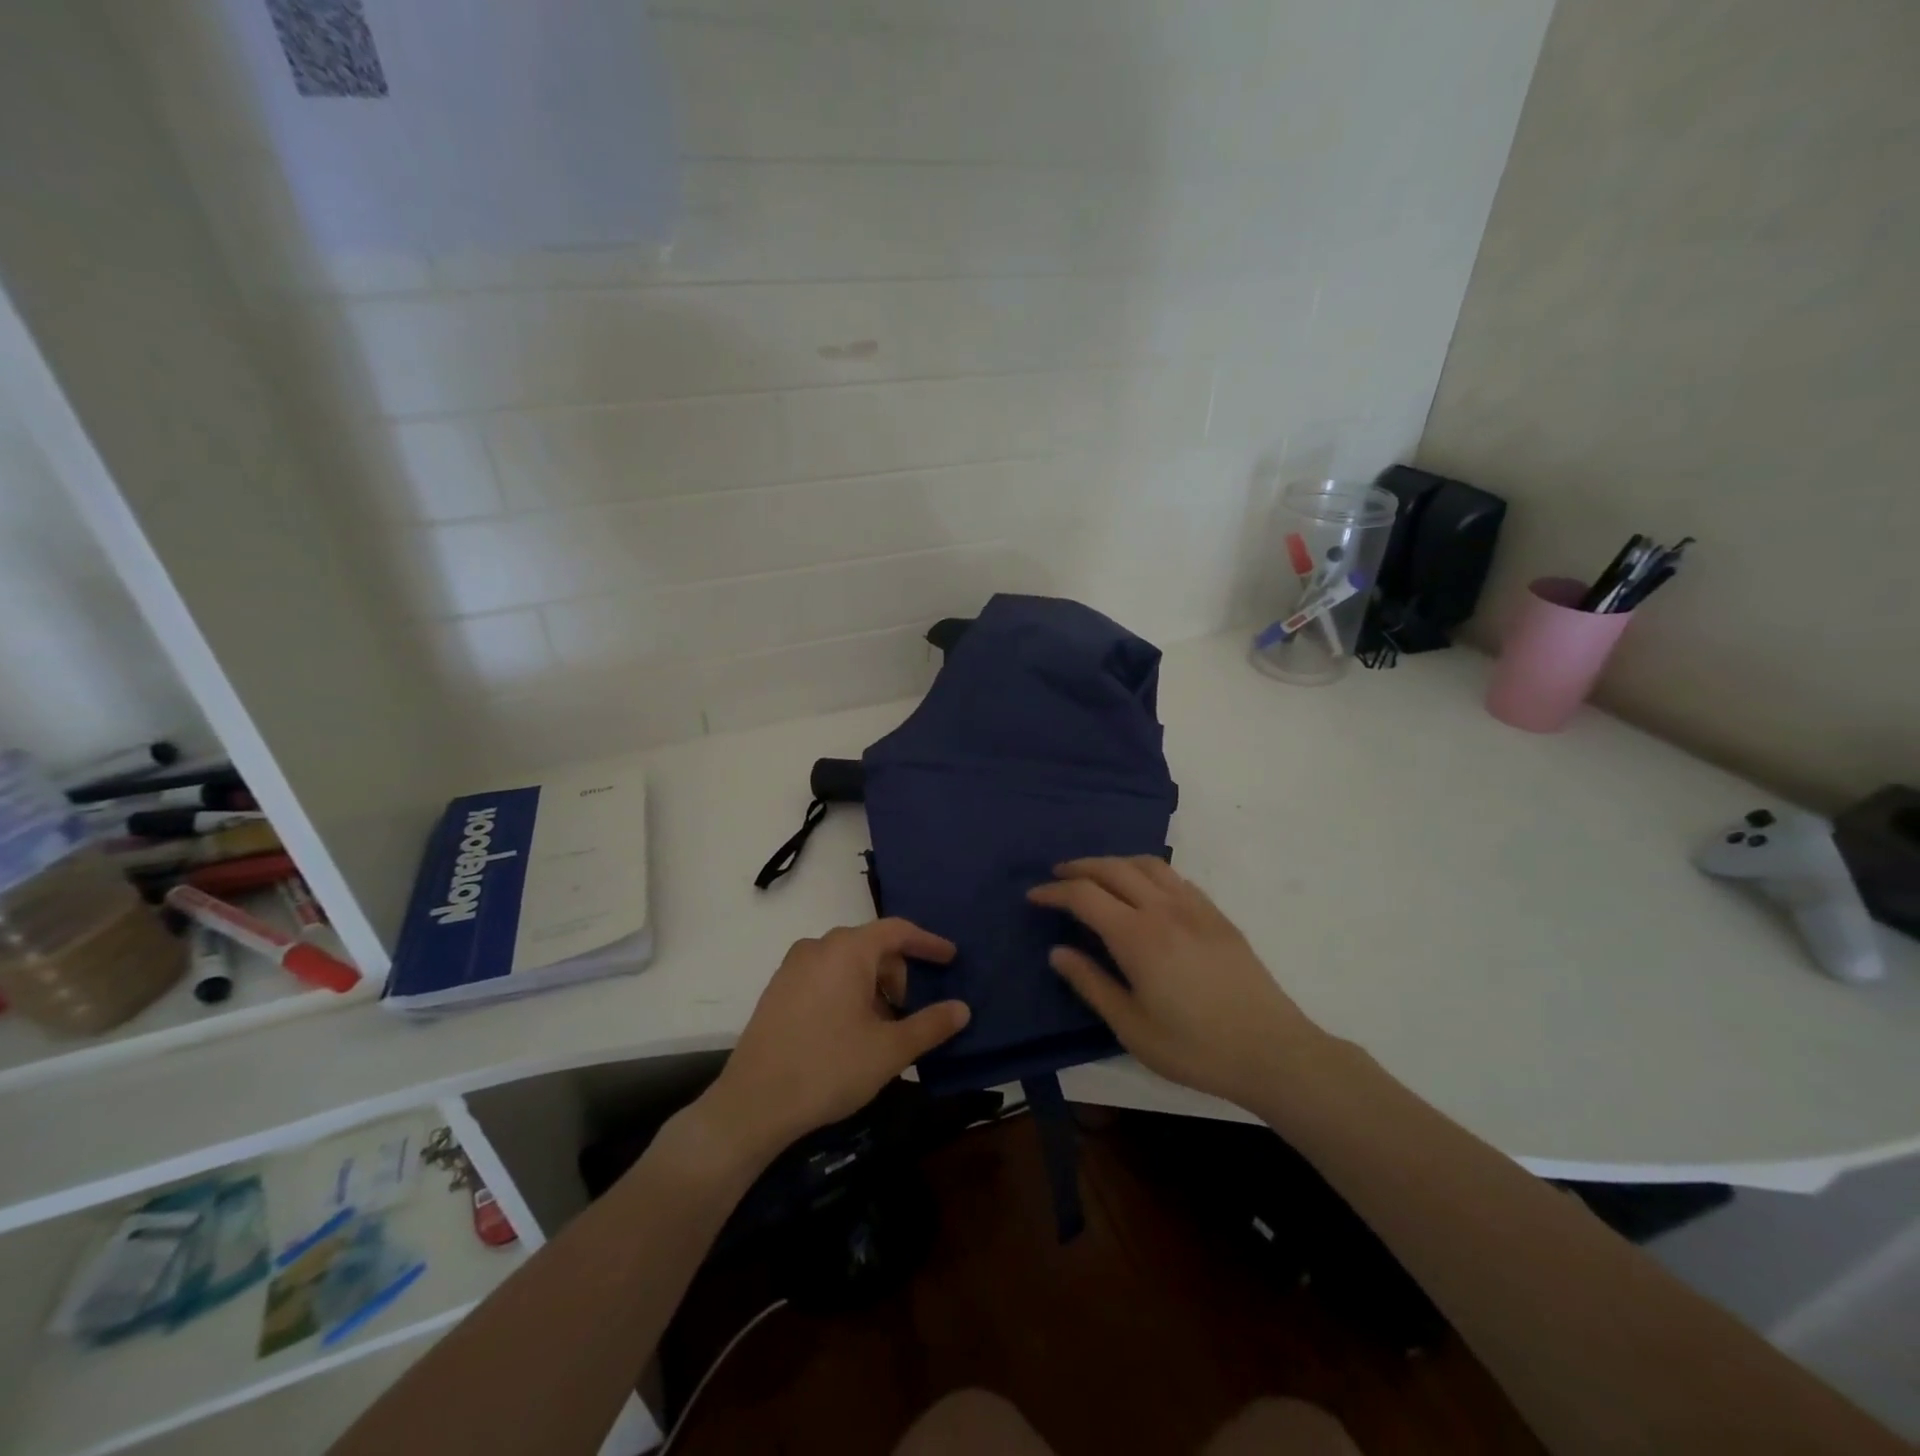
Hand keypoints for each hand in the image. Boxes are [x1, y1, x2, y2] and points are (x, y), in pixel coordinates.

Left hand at [701, 919, 970, 1161]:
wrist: (753, 1104)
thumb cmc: (828, 1068)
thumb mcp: (889, 1050)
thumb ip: (931, 1025)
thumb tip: (962, 1008)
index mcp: (847, 950)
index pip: (897, 930)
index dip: (928, 943)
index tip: (951, 958)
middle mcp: (818, 946)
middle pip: (872, 946)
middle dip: (898, 974)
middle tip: (910, 1013)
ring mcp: (792, 967)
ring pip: (847, 963)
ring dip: (872, 986)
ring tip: (880, 1028)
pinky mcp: (777, 989)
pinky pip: (824, 976)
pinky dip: (846, 991)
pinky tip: (848, 1032)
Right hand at [1028, 857, 1326, 1110]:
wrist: (1272, 1052)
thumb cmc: (1195, 1048)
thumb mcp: (1132, 1027)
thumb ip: (1091, 984)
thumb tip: (1058, 952)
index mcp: (1137, 936)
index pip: (1084, 896)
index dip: (1055, 892)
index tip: (1034, 896)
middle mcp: (1164, 909)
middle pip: (1113, 868)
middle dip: (1079, 867)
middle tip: (1057, 876)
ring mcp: (1195, 907)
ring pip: (1147, 864)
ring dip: (1114, 862)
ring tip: (1097, 875)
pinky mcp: (1217, 915)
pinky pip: (1175, 877)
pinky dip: (1147, 872)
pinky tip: (1145, 889)